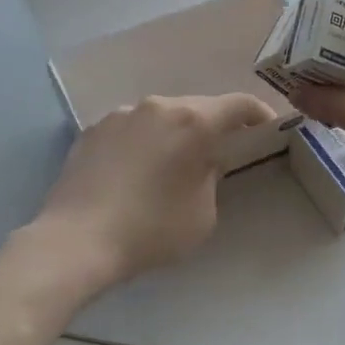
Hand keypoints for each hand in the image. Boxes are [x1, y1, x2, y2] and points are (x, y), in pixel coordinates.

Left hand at [33, 92, 277, 288]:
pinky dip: (143, 143)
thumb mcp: (203, 214)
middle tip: (219, 154)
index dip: (258, 113)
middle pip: (196, 108)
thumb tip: (201, 163)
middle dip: (212, 127)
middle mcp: (157, 107)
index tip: (267, 128)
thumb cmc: (151, 230)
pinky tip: (134, 173)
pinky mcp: (92, 130)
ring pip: (160, 117)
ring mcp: (120, 115)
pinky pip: (131, 130)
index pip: (237, 104)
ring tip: (171, 166)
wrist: (76, 240)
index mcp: (192, 122)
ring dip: (173, 134)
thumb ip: (211, 178)